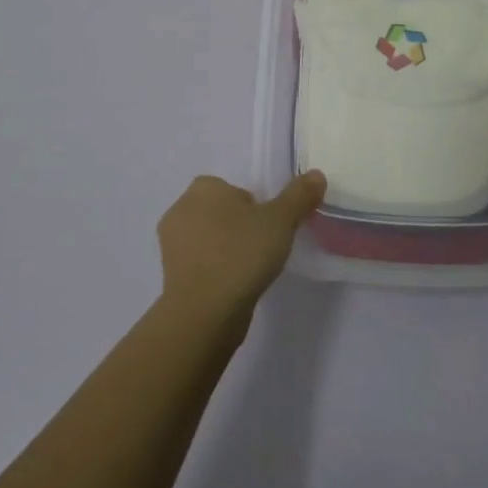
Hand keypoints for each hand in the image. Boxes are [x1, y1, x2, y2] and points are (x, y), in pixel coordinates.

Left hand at [156, 171, 325, 330]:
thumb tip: (317, 174)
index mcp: (203, 188)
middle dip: (239, 226)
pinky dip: (216, 271)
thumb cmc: (241, 254)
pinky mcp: (170, 275)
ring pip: (209, 239)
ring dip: (227, 250)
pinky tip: (234, 287)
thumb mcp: (280, 221)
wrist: (205, 313)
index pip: (233, 189)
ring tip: (250, 270)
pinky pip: (201, 264)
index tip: (268, 228)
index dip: (254, 207)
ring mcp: (171, 245)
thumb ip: (299, 196)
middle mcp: (180, 209)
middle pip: (221, 212)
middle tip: (262, 248)